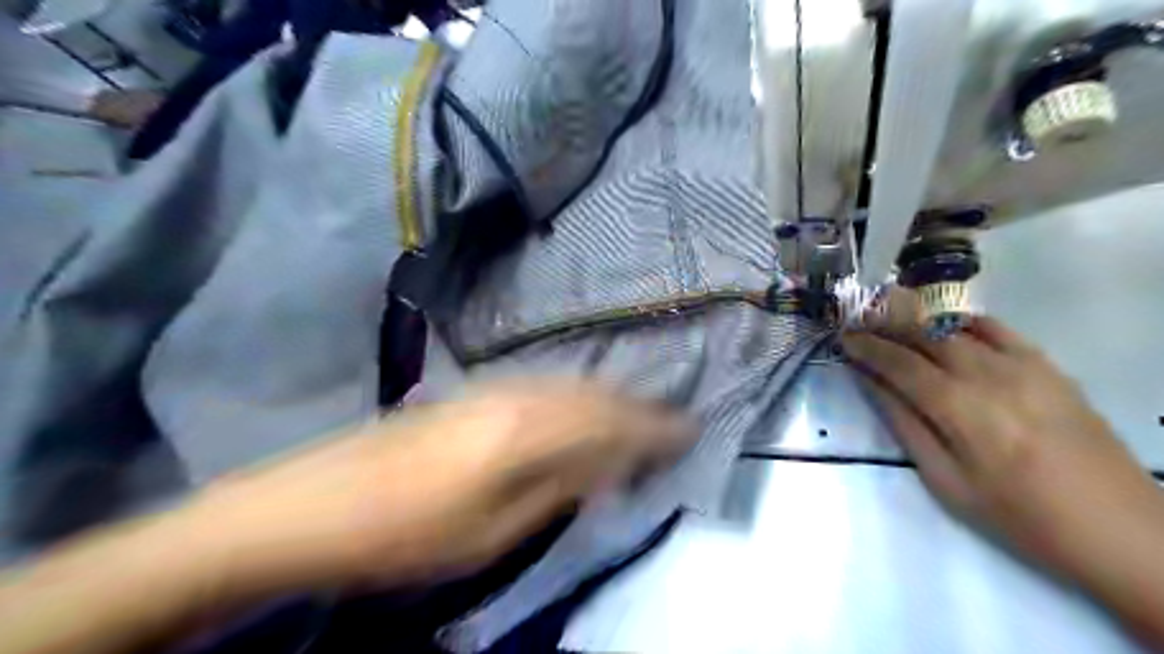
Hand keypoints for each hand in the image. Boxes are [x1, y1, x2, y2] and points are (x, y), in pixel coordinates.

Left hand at [179, 380, 688, 594]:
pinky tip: (580, 407)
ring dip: (608, 398)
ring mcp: (492, 388)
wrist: (317, 504)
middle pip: (593, 395)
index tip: (689, 430)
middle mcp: (516, 397)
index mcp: (525, 434)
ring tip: (637, 413)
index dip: (653, 428)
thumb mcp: (490, 534)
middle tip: (671, 420)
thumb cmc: (406, 535)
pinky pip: (544, 385)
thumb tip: (602, 469)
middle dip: (637, 408)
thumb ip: (554, 492)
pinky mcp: (474, 392)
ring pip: (570, 384)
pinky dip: (575, 395)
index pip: (609, 424)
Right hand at [843, 317, 1163, 586]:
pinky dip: (965, 323)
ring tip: (891, 323)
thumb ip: (906, 425)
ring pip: (958, 329)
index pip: (900, 364)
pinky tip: (948, 327)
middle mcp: (989, 375)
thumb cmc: (1019, 516)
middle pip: (926, 338)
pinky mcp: (1049, 368)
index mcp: (960, 408)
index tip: (843, 338)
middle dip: (886, 328)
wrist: (1119, 529)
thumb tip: (872, 384)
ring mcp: (1024, 366)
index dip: (867, 348)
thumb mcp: (947, 481)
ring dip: (918, 323)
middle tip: (860, 325)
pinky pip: (999, 330)